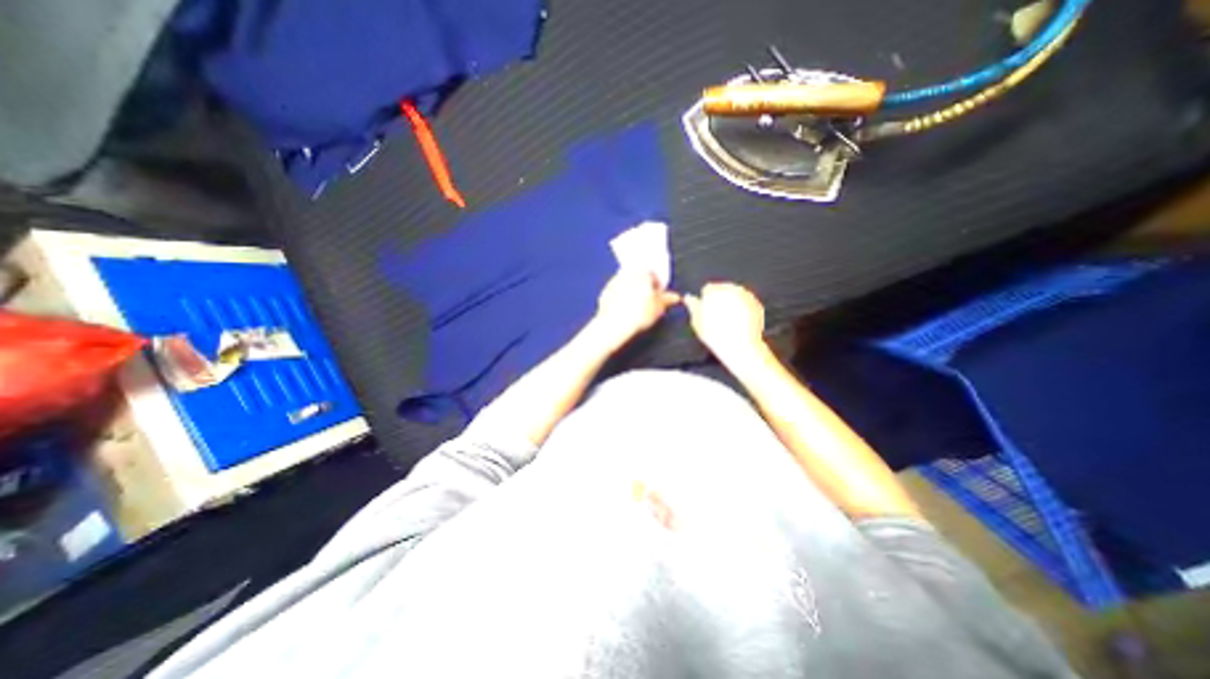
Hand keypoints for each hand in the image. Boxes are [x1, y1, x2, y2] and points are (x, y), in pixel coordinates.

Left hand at [595, 267, 678, 347]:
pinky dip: (620, 299)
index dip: (657, 286)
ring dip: (631, 292)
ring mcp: (613, 282)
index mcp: (642, 273)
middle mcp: (627, 273)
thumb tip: (676, 297)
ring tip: (636, 307)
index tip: (658, 297)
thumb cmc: (640, 314)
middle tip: (647, 302)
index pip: (653, 275)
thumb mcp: (660, 308)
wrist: (615, 325)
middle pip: (638, 278)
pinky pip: (616, 293)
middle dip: (643, 288)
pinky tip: (624, 311)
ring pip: (626, 285)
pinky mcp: (604, 293)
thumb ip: (668, 299)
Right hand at [680, 281, 764, 366]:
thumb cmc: (715, 335)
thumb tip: (688, 298)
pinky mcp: (756, 304)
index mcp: (714, 290)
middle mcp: (731, 288)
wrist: (739, 346)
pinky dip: (743, 309)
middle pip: (722, 289)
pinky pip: (746, 303)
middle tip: (717, 316)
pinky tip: (738, 322)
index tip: (706, 309)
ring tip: (727, 320)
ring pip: (735, 295)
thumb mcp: (696, 321)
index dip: (706, 299)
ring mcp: (746, 295)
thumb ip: (692, 306)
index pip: (707, 289)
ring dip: (731, 303)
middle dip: (720, 299)